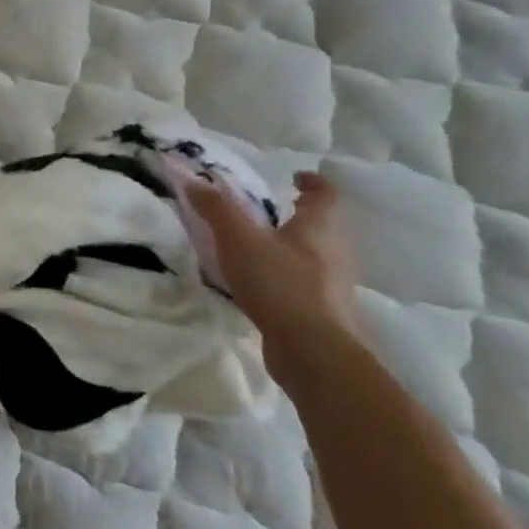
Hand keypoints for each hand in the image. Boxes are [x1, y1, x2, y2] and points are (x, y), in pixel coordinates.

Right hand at [184, 170, 360, 350]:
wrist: (313, 351)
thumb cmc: (279, 283)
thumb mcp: (238, 240)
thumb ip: (215, 209)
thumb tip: (193, 180)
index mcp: (318, 229)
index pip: (325, 195)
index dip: (312, 182)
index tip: (294, 177)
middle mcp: (335, 253)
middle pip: (322, 228)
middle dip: (298, 219)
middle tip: (267, 216)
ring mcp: (333, 286)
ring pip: (315, 259)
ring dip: (292, 252)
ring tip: (258, 253)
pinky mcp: (325, 314)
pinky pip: (306, 287)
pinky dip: (288, 281)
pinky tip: (263, 290)